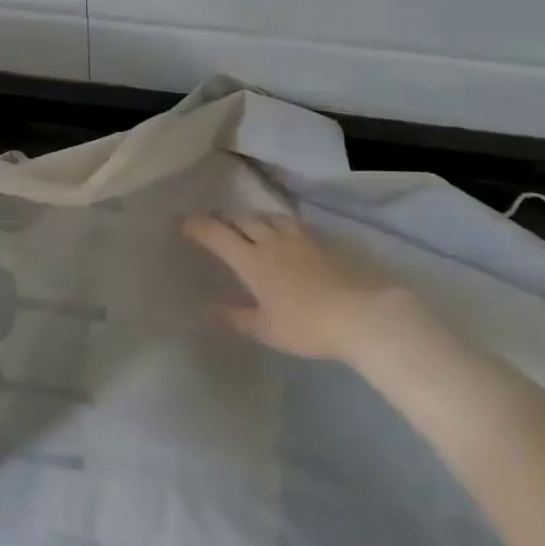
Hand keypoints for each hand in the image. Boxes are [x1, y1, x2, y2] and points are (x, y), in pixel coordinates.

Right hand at [181, 212, 448, 363]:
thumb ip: (235, 318)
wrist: (363, 314)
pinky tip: (280, 232)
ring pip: (266, 216)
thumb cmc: (307, 325)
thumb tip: (205, 310)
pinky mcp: (321, 241)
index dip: (197, 226)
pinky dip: (274, 222)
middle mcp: (271, 241)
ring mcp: (298, 238)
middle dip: (222, 219)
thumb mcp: (266, 329)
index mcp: (251, 261)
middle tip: (211, 224)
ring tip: (244, 224)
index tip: (181, 222)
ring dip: (249, 217)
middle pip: (241, 219)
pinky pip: (289, 222)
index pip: (217, 234)